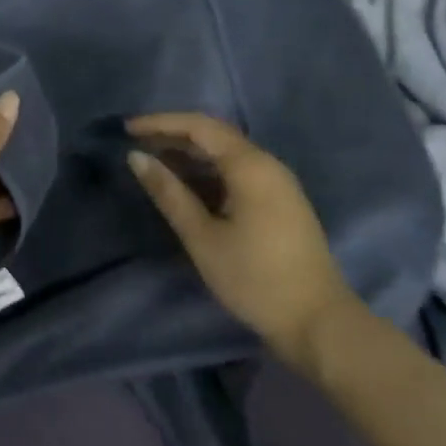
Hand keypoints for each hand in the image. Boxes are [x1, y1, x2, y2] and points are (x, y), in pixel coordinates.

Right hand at [127, 112, 363, 374]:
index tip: (127, 128)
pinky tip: (186, 185)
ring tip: (153, 161)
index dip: (161, 123)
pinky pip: (237, 172)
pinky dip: (207, 171)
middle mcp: (267, 165)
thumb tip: (136, 157)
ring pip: (226, 154)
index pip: (199, 126)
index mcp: (251, 166)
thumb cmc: (255, 278)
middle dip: (173, 135)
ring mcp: (278, 184)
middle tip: (135, 142)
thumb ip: (169, 193)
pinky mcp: (280, 202)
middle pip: (214, 135)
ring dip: (189, 153)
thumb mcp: (203, 237)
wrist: (318, 322)